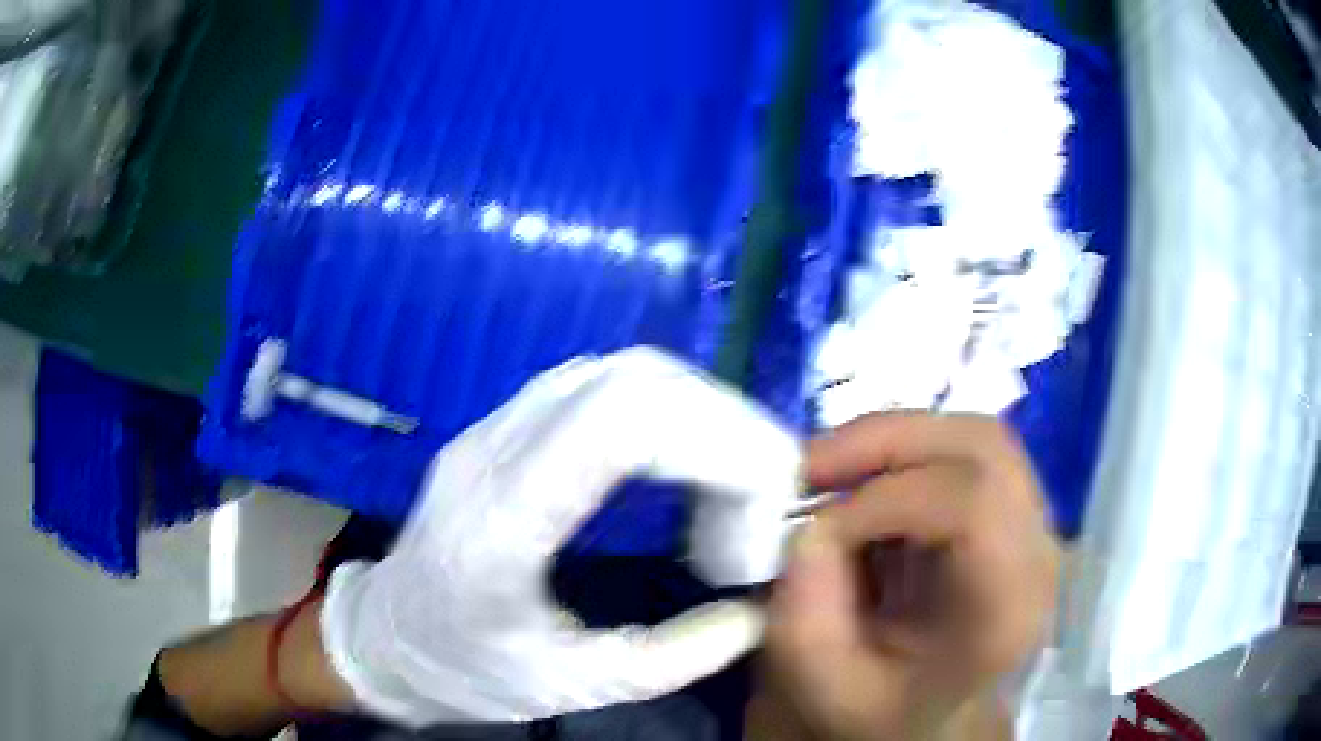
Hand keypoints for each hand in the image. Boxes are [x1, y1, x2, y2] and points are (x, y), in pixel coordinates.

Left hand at [320, 348, 802, 725]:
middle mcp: (490, 453)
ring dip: (698, 414)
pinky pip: (597, 387)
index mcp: (498, 525)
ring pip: (617, 372)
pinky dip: (664, 414)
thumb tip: (753, 616)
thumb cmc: (462, 671)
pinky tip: (681, 468)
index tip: (767, 505)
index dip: (719, 441)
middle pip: (631, 382)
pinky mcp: (501, 428)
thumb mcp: (565, 688)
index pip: (619, 424)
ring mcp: (490, 429)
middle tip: (763, 500)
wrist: (384, 637)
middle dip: (725, 427)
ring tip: (732, 486)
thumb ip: (668, 660)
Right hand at [752, 413, 1059, 740]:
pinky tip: (863, 484)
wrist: (926, 720)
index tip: (815, 530)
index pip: (973, 506)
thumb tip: (809, 523)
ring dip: (893, 438)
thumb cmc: (881, 710)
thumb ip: (805, 612)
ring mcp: (1032, 523)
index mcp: (1006, 612)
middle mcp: (1038, 554)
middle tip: (810, 469)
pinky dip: (903, 450)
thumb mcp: (823, 684)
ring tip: (830, 470)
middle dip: (886, 441)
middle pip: (983, 448)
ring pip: (975, 435)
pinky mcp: (1010, 509)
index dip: (884, 499)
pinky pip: (962, 450)